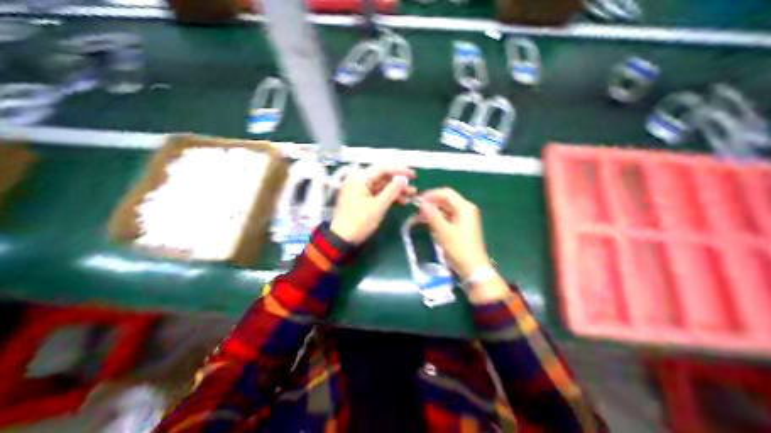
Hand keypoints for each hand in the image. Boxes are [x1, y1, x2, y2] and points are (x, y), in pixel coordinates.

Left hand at [331, 164, 415, 243]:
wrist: (342, 238)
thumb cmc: (359, 222)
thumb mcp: (378, 207)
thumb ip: (392, 191)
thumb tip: (404, 180)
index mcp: (360, 178)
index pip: (383, 167)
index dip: (400, 170)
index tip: (413, 175)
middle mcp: (359, 179)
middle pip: (383, 176)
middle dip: (399, 182)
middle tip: (413, 187)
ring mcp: (360, 187)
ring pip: (382, 184)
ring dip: (396, 189)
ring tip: (411, 195)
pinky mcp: (362, 196)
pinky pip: (378, 192)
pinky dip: (389, 195)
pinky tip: (401, 200)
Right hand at [420, 187, 489, 278]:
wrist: (473, 268)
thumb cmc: (459, 249)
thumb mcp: (443, 231)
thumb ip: (432, 215)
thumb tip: (422, 203)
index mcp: (464, 207)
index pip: (446, 193)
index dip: (431, 194)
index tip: (418, 201)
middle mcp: (466, 209)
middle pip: (446, 200)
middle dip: (432, 203)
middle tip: (417, 210)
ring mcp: (464, 218)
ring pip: (446, 208)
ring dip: (433, 211)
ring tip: (420, 217)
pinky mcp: (462, 226)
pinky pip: (448, 217)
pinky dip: (438, 218)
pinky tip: (429, 223)